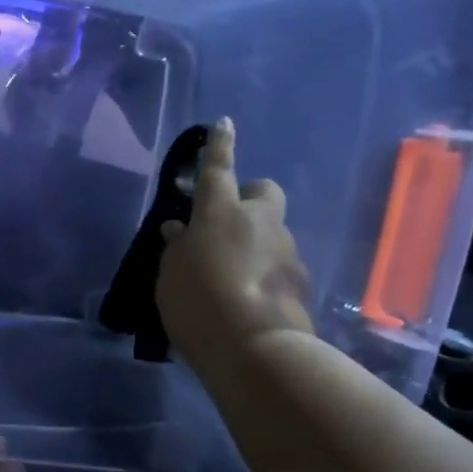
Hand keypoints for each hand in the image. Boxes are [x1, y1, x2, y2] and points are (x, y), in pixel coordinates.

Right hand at [156, 117, 313, 376]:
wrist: (255, 348)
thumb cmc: (198, 301)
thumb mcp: (170, 273)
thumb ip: (177, 247)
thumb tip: (181, 230)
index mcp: (221, 212)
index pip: (218, 168)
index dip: (219, 146)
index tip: (224, 123)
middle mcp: (260, 222)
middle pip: (264, 191)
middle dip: (249, 198)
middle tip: (226, 223)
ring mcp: (287, 251)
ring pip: (272, 232)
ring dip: (255, 243)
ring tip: (230, 276)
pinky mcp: (302, 282)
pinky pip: (279, 265)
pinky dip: (265, 273)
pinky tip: (248, 299)